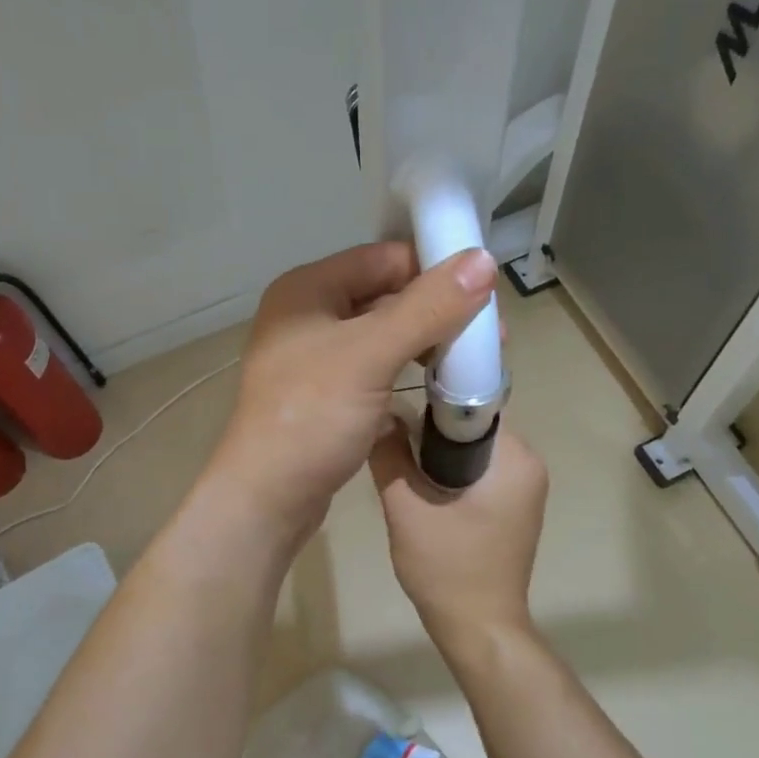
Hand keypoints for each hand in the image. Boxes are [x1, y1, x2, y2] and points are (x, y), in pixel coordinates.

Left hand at [206, 241, 497, 549]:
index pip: (384, 258)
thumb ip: (428, 307)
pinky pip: (375, 368)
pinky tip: (439, 387)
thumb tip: (483, 259)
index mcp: (308, 290)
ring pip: (383, 335)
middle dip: (438, 312)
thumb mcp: (372, 355)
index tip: (485, 295)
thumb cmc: (312, 418)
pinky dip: (406, 372)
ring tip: (471, 364)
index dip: (435, 270)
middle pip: (386, 296)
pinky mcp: (324, 395)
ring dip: (426, 344)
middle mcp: (308, 316)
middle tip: (491, 338)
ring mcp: (314, 358)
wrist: (267, 499)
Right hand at [367, 419, 548, 651]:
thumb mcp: (407, 510)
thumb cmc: (448, 569)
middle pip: (473, 427)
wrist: (479, 628)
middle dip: (432, 431)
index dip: (432, 401)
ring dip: (439, 454)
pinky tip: (423, 489)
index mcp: (515, 459)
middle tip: (393, 440)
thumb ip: (390, 457)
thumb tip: (378, 416)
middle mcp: (529, 466)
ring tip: (402, 462)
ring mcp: (525, 489)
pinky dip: (452, 474)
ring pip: (474, 450)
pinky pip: (481, 473)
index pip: (473, 405)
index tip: (398, 407)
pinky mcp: (514, 508)